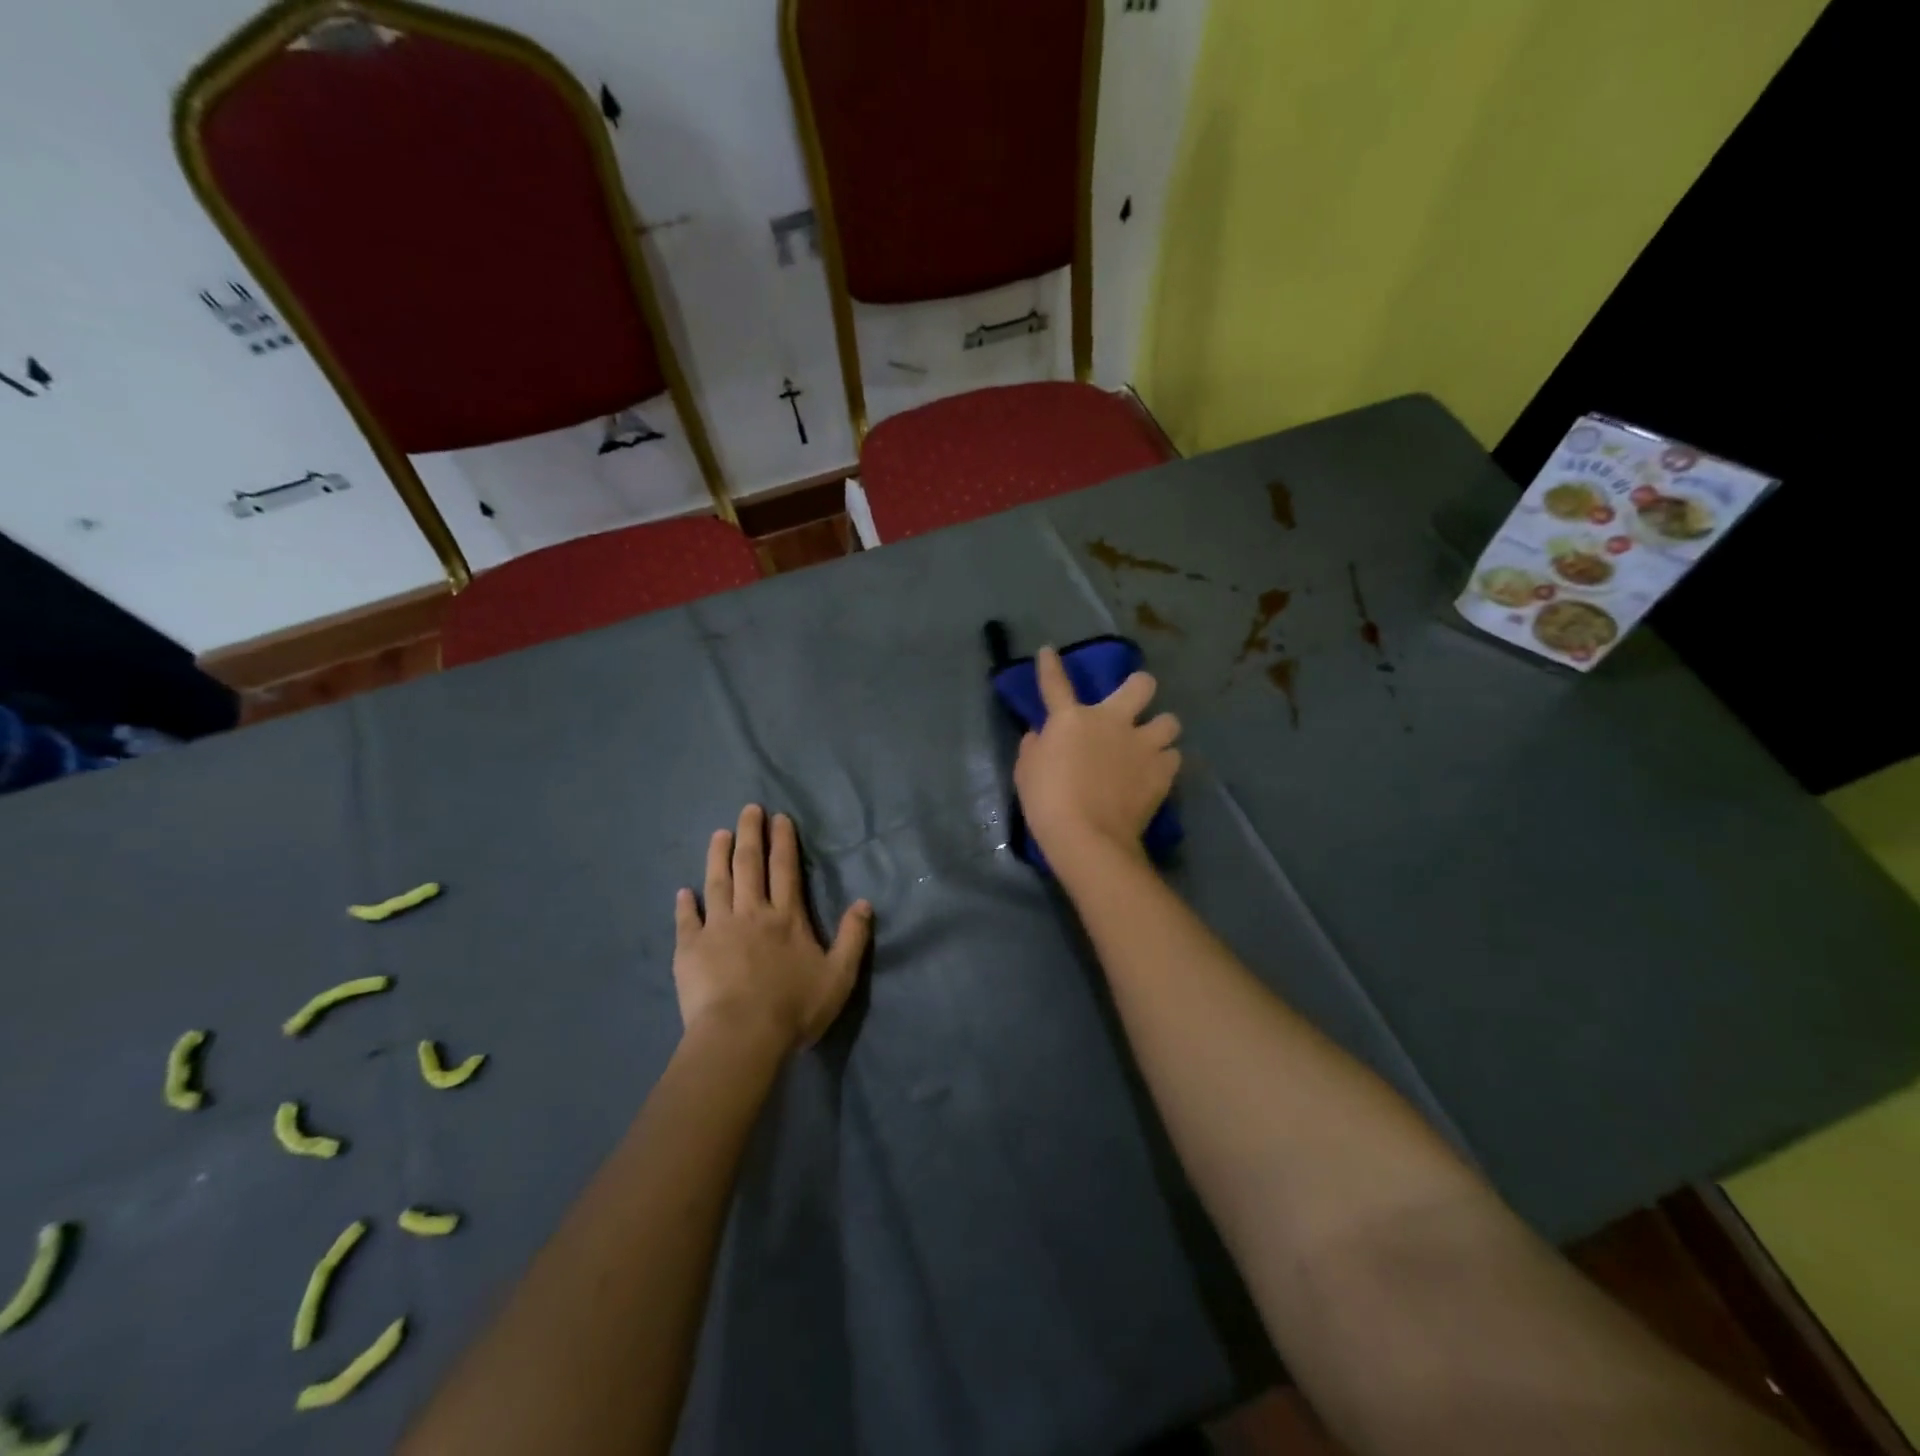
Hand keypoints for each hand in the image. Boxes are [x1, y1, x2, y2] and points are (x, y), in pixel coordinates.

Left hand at [673, 805, 872, 1050]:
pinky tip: (683, 891)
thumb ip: (852, 938)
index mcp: (786, 917)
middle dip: (750, 834)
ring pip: (717, 883)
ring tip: (719, 834)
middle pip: (749, 865)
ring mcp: (717, 928)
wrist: (741, 1036)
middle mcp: (751, 913)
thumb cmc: (794, 1008)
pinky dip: (685, 904)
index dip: (783, 842)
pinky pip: (687, 920)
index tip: (779, 818)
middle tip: (748, 809)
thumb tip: (865, 903)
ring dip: (718, 856)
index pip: (785, 870)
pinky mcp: (690, 949)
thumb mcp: (839, 976)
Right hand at [1014, 646, 1180, 867]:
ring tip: (1152, 745)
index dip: (1050, 665)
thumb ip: (1034, 747)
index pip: (1055, 683)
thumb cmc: (1047, 802)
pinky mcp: (1162, 772)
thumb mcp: (1026, 771)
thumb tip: (1040, 735)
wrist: (1087, 836)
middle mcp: (1112, 721)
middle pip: (1141, 685)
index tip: (1049, 651)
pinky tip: (1156, 774)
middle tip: (1134, 703)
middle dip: (1140, 687)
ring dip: (1160, 731)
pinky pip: (1174, 757)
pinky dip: (1165, 763)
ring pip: (1170, 722)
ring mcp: (1142, 745)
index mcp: (1072, 719)